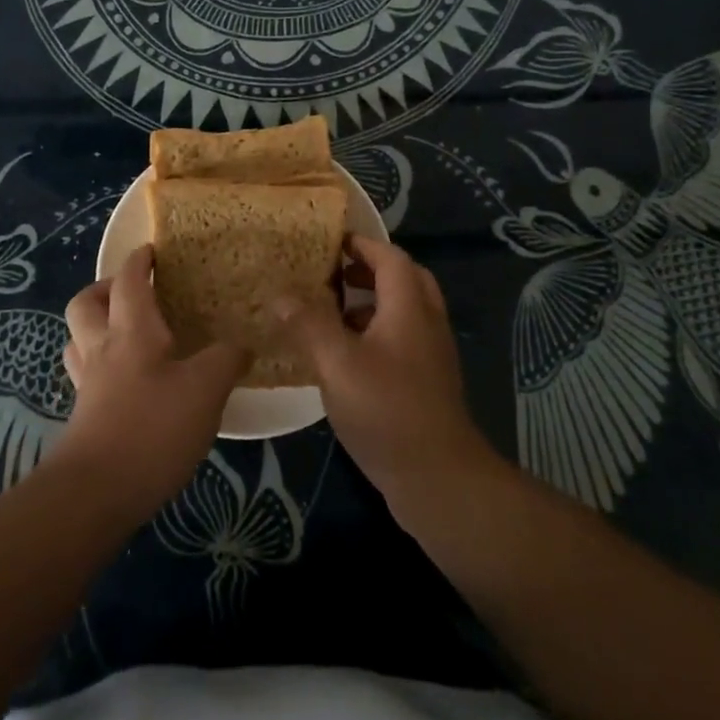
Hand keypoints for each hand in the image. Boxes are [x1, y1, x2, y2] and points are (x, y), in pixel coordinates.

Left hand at [54, 244, 247, 522]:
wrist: (97, 493)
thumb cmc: (153, 428)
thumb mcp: (206, 389)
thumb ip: (226, 360)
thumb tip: (242, 344)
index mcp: (132, 331)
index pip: (129, 280)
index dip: (139, 261)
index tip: (151, 250)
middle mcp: (103, 349)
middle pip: (85, 303)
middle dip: (105, 289)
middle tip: (134, 293)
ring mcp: (89, 384)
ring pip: (79, 338)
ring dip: (97, 325)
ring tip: (128, 333)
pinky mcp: (85, 416)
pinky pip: (87, 373)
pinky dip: (102, 364)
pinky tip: (129, 382)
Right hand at [272, 236, 501, 518]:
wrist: (438, 478)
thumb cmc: (387, 410)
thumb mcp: (338, 364)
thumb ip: (309, 325)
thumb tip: (281, 295)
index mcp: (409, 307)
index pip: (390, 257)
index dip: (362, 244)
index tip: (331, 241)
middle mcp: (426, 322)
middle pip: (404, 279)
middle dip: (370, 270)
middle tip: (335, 273)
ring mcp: (431, 354)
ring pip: (405, 311)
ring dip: (372, 302)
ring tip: (333, 311)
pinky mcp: (427, 382)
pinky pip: (403, 338)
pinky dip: (376, 332)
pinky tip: (346, 356)